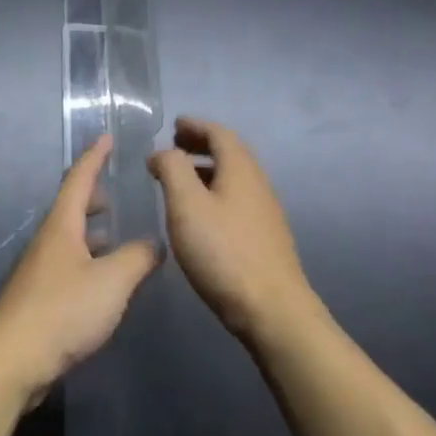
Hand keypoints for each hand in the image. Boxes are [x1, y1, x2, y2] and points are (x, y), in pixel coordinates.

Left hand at [0, 136, 160, 407]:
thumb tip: (155, 242)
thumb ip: (137, 258)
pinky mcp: (39, 297)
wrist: (13, 359)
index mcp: (61, 226)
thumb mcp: (111, 282)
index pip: (79, 179)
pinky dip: (88, 258)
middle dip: (93, 195)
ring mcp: (40, 269)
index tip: (106, 137)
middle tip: (116, 190)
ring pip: (70, 237)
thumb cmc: (62, 311)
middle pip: (70, 207)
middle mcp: (48, 241)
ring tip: (116, 233)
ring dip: (91, 230)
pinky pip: (69, 263)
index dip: (94, 157)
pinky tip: (103, 279)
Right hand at [148, 117, 317, 345]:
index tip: (173, 125)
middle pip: (230, 152)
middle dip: (201, 144)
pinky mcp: (264, 236)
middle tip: (174, 147)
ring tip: (180, 179)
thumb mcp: (186, 204)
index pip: (219, 133)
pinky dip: (215, 191)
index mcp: (240, 169)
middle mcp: (257, 183)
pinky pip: (236, 198)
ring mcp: (265, 211)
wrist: (272, 310)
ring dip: (206, 169)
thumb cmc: (223, 251)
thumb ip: (172, 169)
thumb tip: (163, 152)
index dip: (195, 125)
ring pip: (234, 177)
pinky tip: (199, 214)